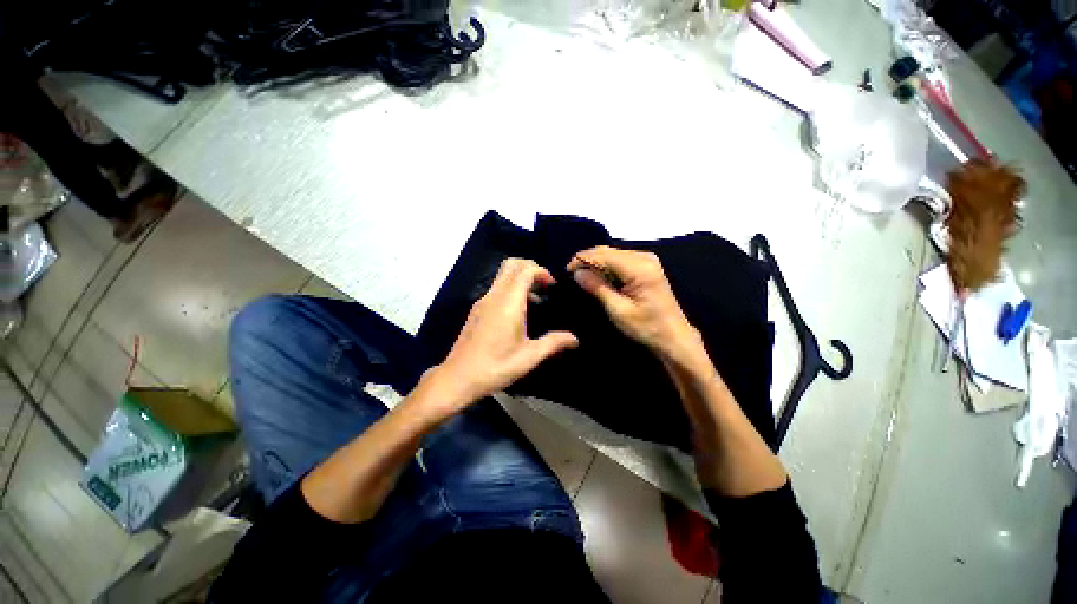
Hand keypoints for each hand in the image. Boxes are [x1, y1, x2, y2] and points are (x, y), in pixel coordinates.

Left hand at [427, 258, 578, 413]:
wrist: (458, 378)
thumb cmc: (496, 367)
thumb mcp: (529, 357)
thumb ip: (553, 343)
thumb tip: (575, 339)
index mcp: (508, 303)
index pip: (525, 270)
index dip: (541, 271)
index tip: (552, 286)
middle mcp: (494, 296)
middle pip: (511, 265)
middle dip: (530, 268)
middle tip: (545, 285)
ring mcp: (482, 301)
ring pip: (502, 276)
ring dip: (520, 279)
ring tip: (536, 299)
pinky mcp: (476, 310)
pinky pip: (496, 288)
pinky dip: (511, 289)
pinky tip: (519, 312)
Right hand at [568, 246, 700, 359]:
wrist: (673, 337)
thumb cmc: (646, 327)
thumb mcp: (618, 310)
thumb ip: (597, 288)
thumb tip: (577, 273)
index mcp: (639, 268)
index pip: (603, 255)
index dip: (582, 260)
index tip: (566, 271)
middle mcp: (644, 257)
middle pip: (608, 251)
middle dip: (588, 260)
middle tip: (572, 274)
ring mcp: (648, 260)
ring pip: (614, 254)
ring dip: (597, 263)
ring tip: (582, 276)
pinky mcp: (648, 267)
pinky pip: (621, 260)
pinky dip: (607, 267)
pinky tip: (599, 277)